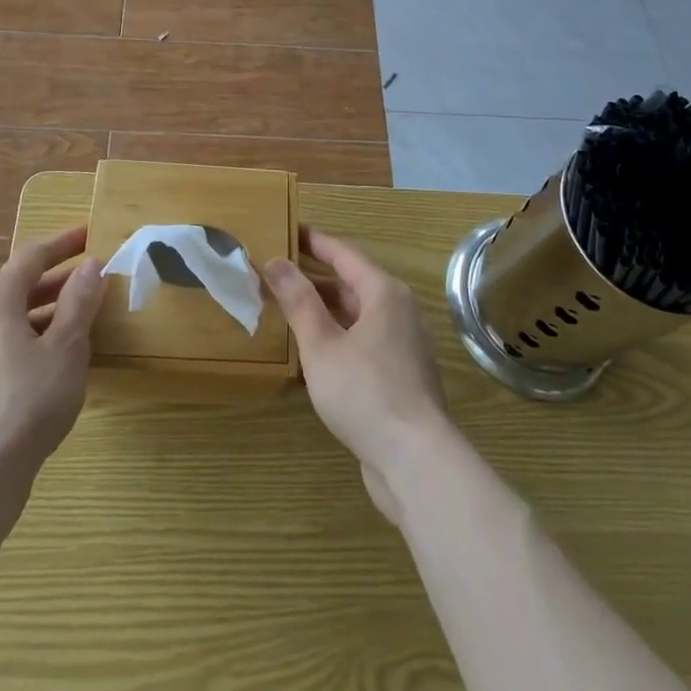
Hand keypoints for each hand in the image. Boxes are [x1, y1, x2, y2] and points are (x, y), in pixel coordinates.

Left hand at [0, 225, 106, 506]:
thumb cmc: (27, 400)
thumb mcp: (66, 347)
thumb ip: (79, 303)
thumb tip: (90, 265)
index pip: (31, 257)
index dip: (63, 244)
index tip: (90, 234)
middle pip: (18, 288)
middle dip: (57, 280)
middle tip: (92, 278)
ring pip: (11, 322)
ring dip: (47, 314)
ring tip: (82, 322)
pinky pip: (4, 349)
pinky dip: (33, 341)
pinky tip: (56, 364)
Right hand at [264, 230, 452, 520]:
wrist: (415, 460)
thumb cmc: (365, 392)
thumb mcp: (322, 345)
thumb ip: (298, 302)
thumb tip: (275, 262)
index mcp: (385, 293)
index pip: (344, 254)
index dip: (314, 242)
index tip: (288, 230)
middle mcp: (400, 311)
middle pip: (352, 284)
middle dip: (314, 279)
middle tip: (276, 275)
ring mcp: (404, 345)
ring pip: (358, 315)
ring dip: (325, 311)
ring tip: (288, 310)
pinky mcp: (402, 376)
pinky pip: (364, 341)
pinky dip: (339, 336)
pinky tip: (315, 352)